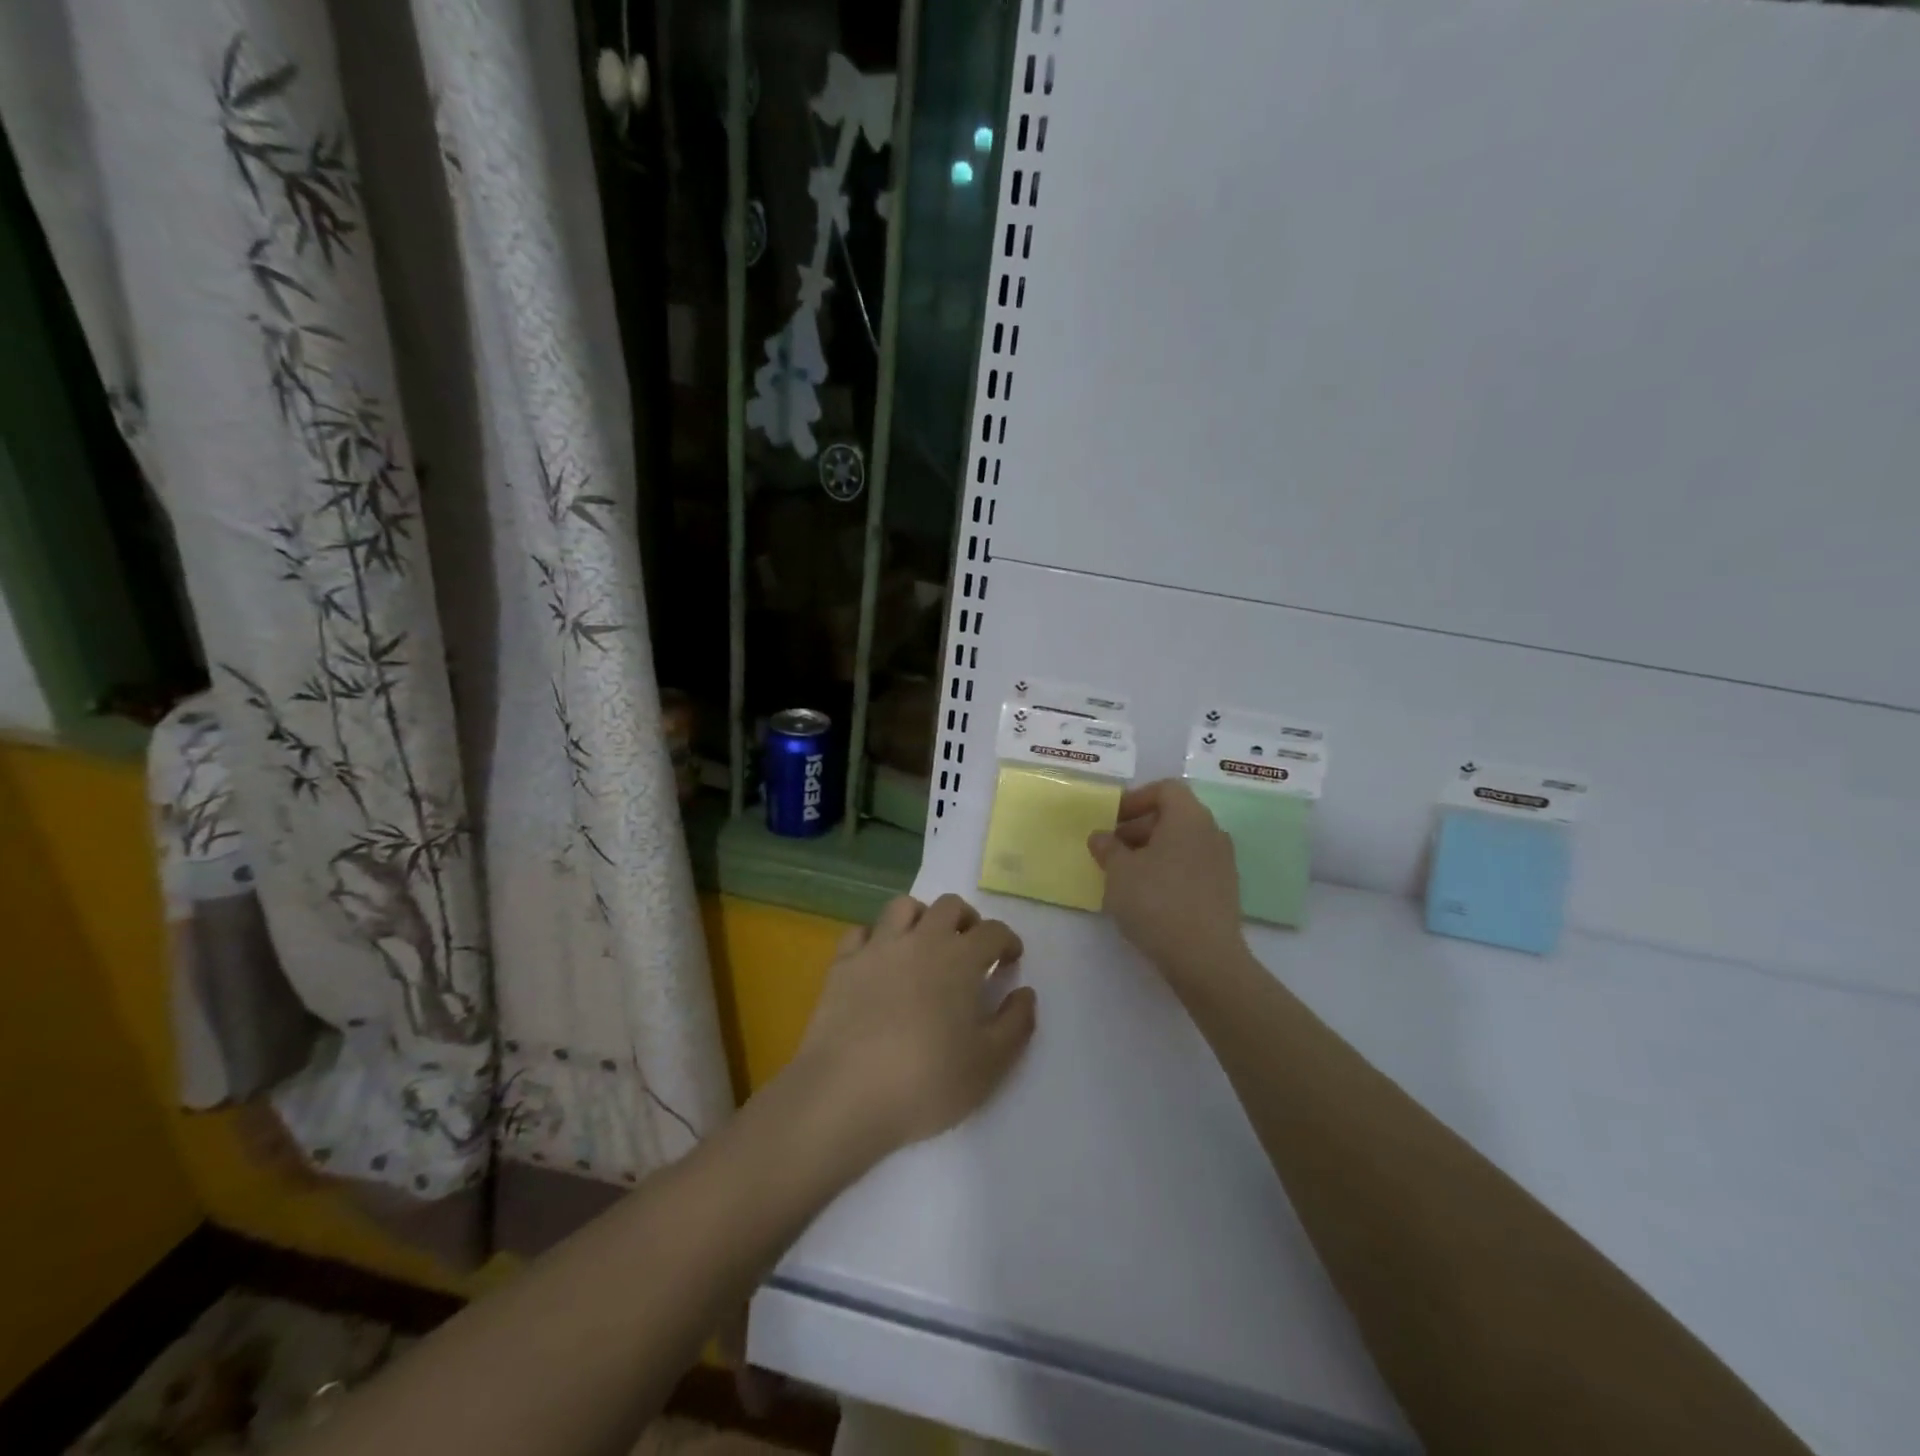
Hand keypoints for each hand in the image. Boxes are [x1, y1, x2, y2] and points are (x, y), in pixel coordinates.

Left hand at [788, 894, 1036, 1166]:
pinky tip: (880, 960)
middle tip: (971, 948)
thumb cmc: (927, 1082)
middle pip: (950, 906)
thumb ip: (1016, 1024)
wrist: (845, 1094)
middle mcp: (921, 940)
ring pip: (903, 906)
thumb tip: (1025, 993)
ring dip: (922, 917)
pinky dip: (876, 937)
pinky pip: (861, 932)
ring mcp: (878, 948)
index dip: (1007, 941)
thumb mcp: (989, 1064)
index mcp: (960, 959)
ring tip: (925, 944)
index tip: (1010, 960)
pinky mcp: (843, 964)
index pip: (993, 932)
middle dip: (968, 920)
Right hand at [1089, 779, 1245, 988]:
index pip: (1165, 789)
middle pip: (1174, 815)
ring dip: (1153, 850)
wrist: (1204, 958)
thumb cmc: (1156, 901)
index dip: (1135, 799)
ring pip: (1182, 843)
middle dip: (1139, 827)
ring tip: (1126, 874)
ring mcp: (1223, 863)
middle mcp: (1212, 832)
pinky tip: (1148, 896)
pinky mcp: (1225, 891)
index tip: (1111, 820)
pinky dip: (1169, 870)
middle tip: (1112, 849)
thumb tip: (1101, 837)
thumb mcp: (1118, 871)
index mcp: (1189, 817)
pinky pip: (1192, 867)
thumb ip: (1107, 847)